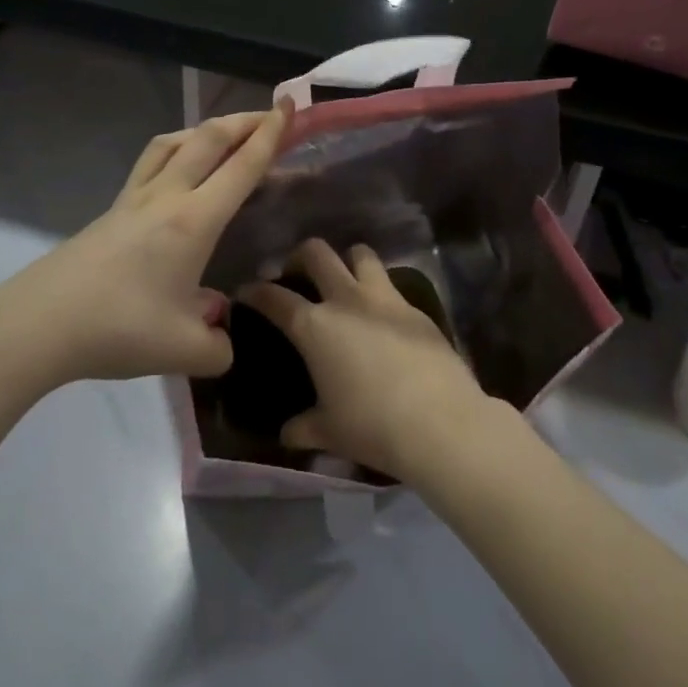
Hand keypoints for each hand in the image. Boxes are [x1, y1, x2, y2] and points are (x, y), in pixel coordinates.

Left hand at [0, 105, 289, 394]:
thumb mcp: (184, 351)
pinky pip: (150, 163)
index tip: (290, 107)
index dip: (271, 134)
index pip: (242, 167)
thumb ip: (218, 347)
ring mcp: (133, 200)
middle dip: (244, 120)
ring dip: (206, 129)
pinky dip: (175, 151)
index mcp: (193, 221)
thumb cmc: (118, 329)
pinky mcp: (111, 211)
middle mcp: (166, 197)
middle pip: (208, 139)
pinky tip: (177, 172)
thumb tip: (221, 337)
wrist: (38, 325)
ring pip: (173, 143)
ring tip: (224, 135)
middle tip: (270, 114)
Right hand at [237, 239, 493, 481]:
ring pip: (360, 254)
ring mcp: (385, 298)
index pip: (273, 297)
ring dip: (346, 261)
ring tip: (344, 281)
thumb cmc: (372, 426)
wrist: (440, 422)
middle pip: (317, 253)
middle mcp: (346, 300)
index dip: (255, 291)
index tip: (247, 292)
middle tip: (296, 274)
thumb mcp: (329, 432)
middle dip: (300, 257)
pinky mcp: (416, 307)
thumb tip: (287, 433)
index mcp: (314, 326)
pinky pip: (391, 283)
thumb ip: (303, 427)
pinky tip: (380, 315)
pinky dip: (379, 289)